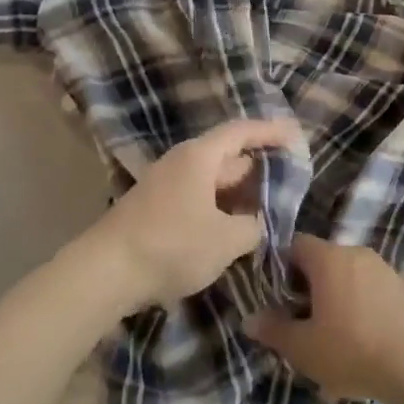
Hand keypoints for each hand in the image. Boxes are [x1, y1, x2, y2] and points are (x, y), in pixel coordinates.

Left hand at [80, 116, 305, 313]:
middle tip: (290, 180)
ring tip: (268, 208)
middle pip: (228, 155)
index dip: (271, 131)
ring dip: (239, 192)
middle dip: (259, 167)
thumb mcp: (225, 240)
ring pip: (213, 180)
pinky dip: (220, 207)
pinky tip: (234, 228)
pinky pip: (199, 198)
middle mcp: (183, 162)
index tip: (297, 136)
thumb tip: (256, 222)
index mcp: (200, 157)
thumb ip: (252, 226)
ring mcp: (167, 185)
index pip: (242, 132)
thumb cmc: (172, 245)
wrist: (106, 272)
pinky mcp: (157, 208)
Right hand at [243, 234, 403, 403]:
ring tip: (331, 335)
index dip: (280, 266)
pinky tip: (361, 339)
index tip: (277, 296)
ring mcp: (383, 268)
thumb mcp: (304, 348)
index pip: (295, 244)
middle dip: (308, 286)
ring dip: (335, 297)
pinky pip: (369, 289)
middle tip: (301, 320)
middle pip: (322, 260)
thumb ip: (274, 330)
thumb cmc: (353, 350)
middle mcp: (355, 253)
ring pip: (347, 275)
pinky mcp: (403, 287)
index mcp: (328, 258)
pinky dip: (359, 305)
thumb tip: (249, 319)